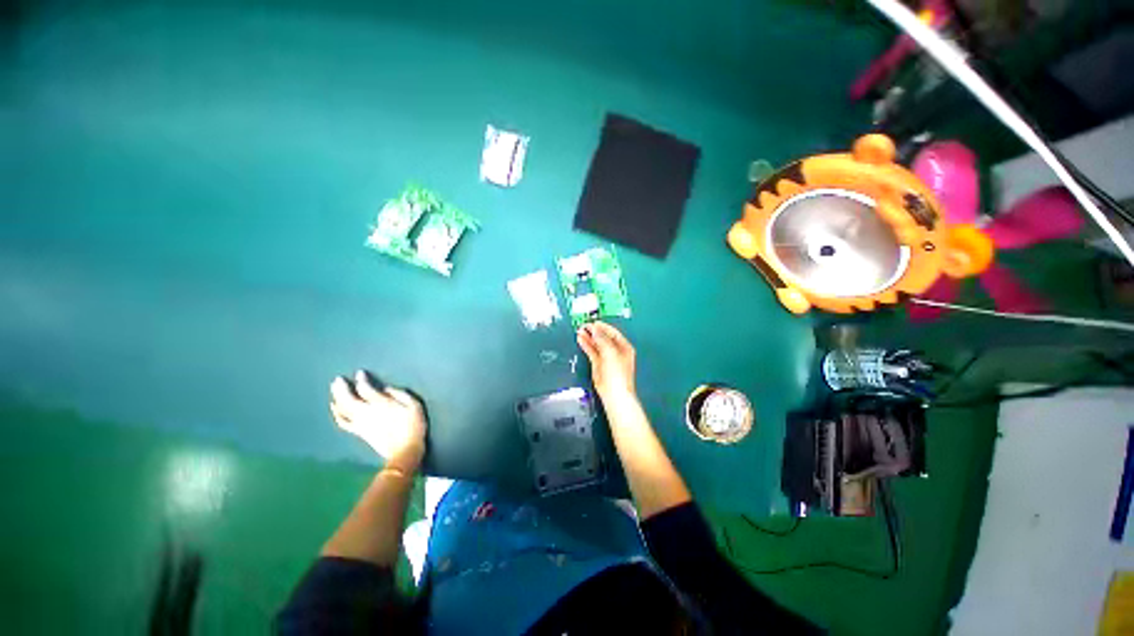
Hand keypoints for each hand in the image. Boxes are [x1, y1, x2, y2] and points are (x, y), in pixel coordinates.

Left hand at [330, 371, 426, 473]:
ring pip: (343, 408)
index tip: (359, 373)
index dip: (362, 380)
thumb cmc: (413, 425)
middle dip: (342, 388)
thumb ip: (400, 394)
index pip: (366, 389)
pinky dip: (336, 414)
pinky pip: (343, 422)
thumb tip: (386, 388)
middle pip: (348, 398)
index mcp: (382, 404)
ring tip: (334, 389)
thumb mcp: (414, 405)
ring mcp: (361, 423)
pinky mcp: (359, 431)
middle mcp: (367, 412)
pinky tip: (334, 407)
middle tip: (337, 379)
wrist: (405, 450)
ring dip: (337, 398)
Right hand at [576, 321, 636, 403]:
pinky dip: (586, 345)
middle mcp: (616, 351)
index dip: (603, 327)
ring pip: (596, 344)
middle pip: (604, 337)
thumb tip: (595, 329)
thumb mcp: (610, 352)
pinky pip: (592, 351)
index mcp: (624, 347)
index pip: (613, 332)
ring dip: (588, 337)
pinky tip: (581, 339)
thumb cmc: (618, 375)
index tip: (593, 322)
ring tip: (580, 330)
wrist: (614, 393)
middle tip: (584, 325)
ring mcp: (606, 358)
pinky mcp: (598, 364)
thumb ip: (602, 339)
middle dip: (594, 331)